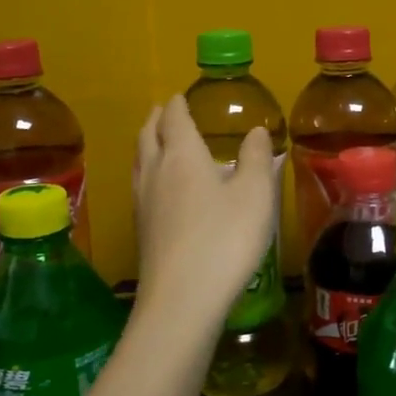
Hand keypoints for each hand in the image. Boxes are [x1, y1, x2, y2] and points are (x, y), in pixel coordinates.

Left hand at [133, 96, 276, 324]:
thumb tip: (256, 131)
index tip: (180, 96)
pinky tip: (158, 188)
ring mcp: (143, 203)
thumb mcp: (255, 195)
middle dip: (156, 120)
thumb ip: (257, 159)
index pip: (175, 119)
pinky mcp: (141, 231)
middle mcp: (156, 173)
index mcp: (183, 156)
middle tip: (163, 110)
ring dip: (146, 144)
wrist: (182, 299)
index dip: (178, 105)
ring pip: (139, 162)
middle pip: (148, 136)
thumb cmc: (225, 240)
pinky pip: (140, 186)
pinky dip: (147, 172)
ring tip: (156, 141)